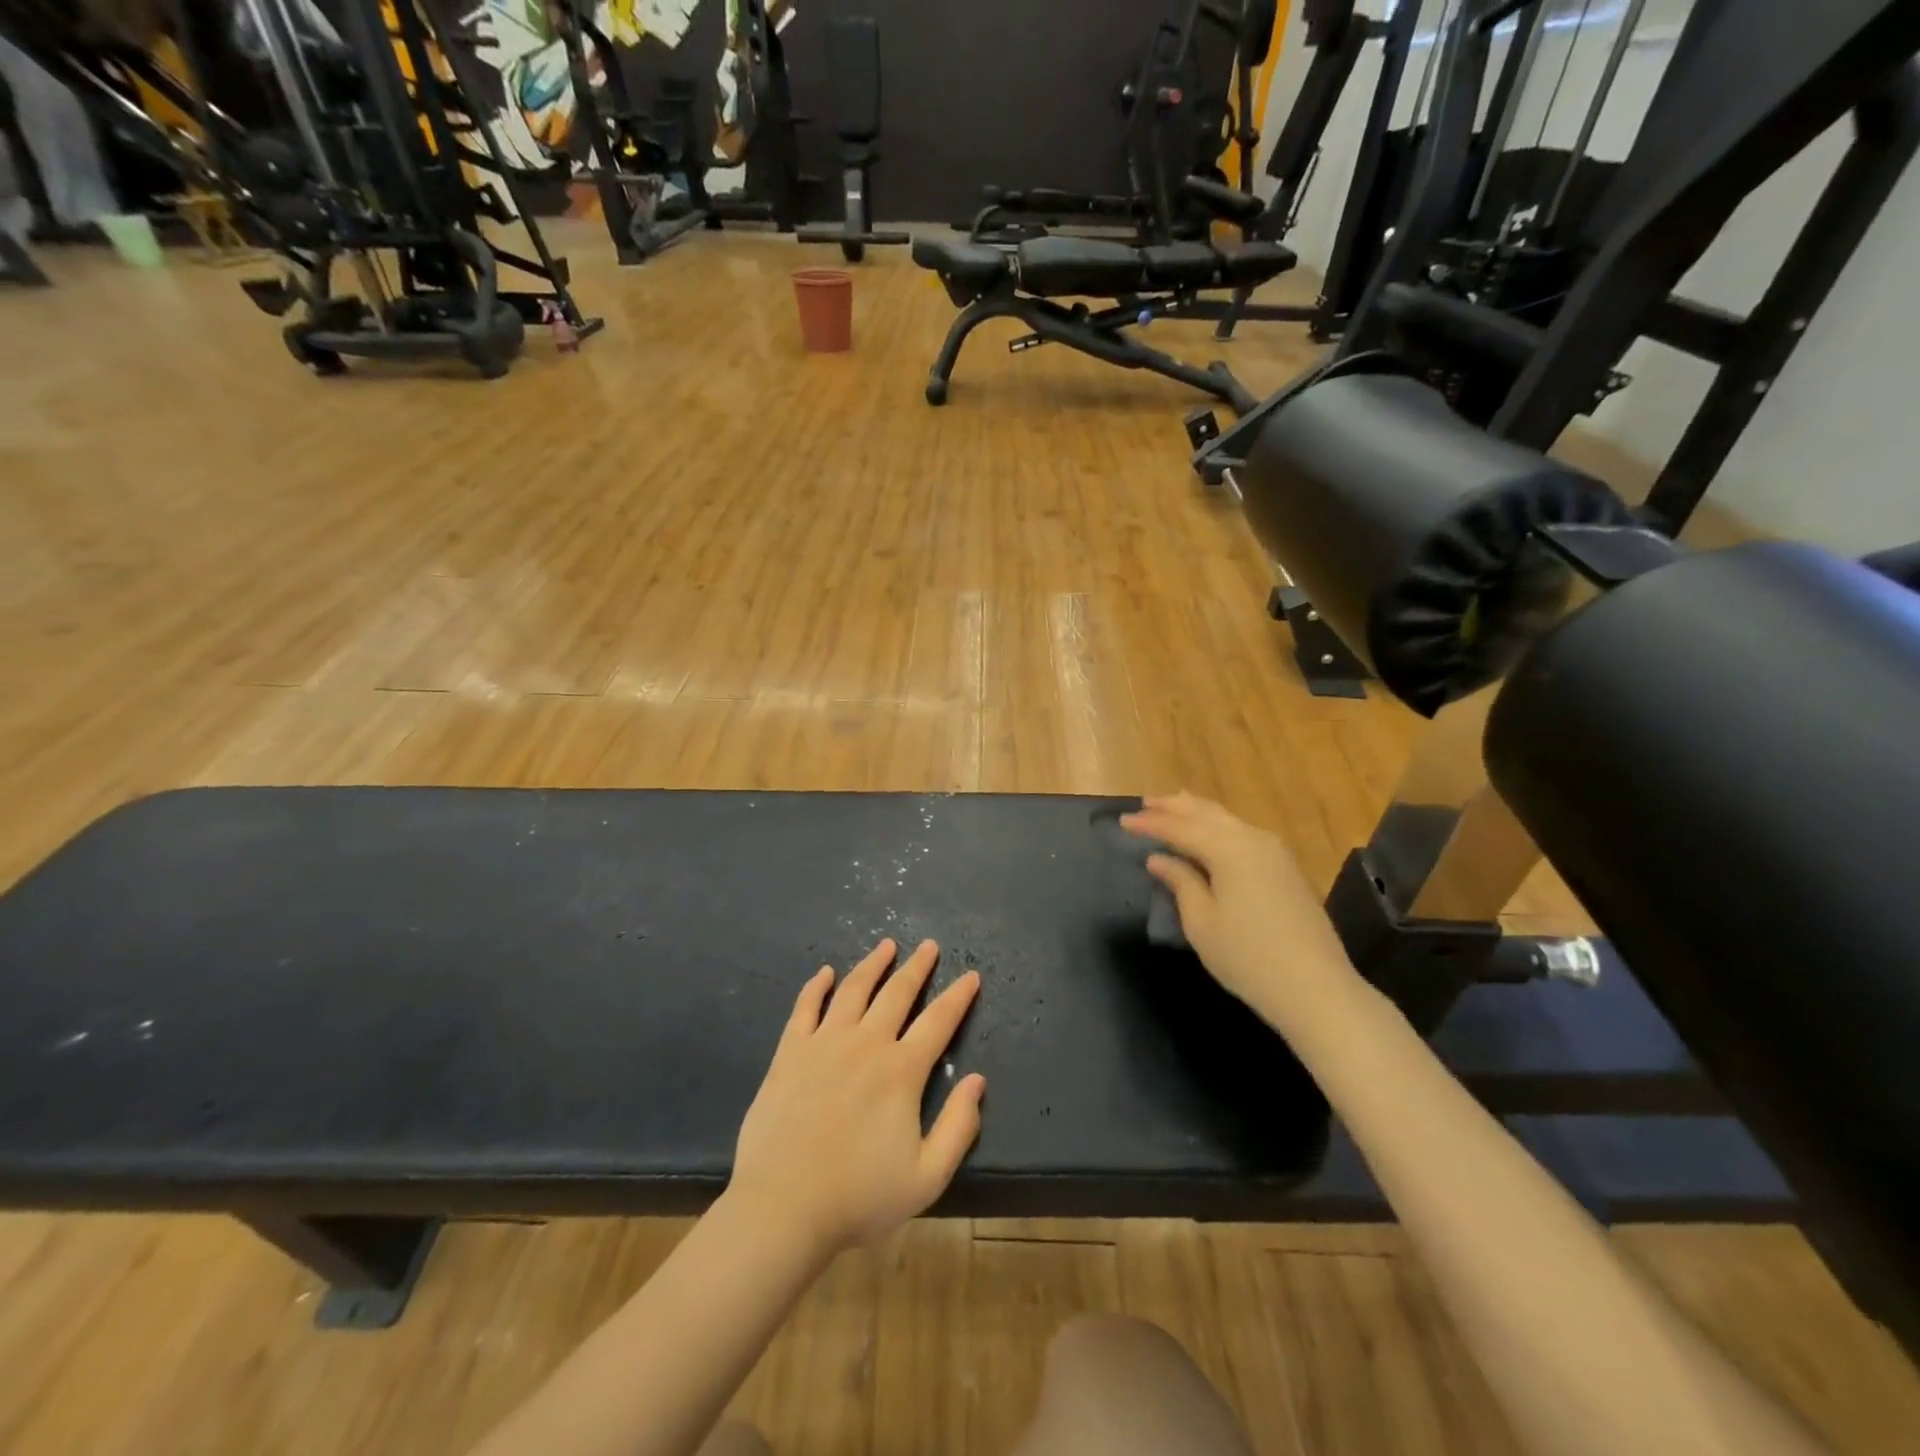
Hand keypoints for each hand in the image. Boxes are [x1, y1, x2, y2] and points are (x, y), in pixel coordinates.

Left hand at [729, 939, 985, 1258]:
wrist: (783, 1207)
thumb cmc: (859, 1197)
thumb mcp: (927, 1176)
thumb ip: (958, 1127)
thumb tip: (978, 1081)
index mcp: (901, 1071)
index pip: (938, 1021)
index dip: (958, 996)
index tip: (971, 975)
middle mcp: (866, 1044)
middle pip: (897, 993)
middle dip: (917, 967)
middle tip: (929, 946)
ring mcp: (824, 1043)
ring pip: (853, 990)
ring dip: (872, 964)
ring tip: (886, 945)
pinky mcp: (790, 1052)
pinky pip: (805, 1007)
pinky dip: (816, 986)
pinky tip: (824, 972)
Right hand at [1121, 793, 1363, 1039]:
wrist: (1315, 988)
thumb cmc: (1247, 957)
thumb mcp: (1201, 922)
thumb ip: (1180, 882)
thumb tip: (1159, 859)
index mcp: (1229, 849)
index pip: (1180, 828)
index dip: (1150, 824)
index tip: (1122, 821)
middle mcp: (1253, 839)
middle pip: (1206, 814)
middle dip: (1174, 807)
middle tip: (1145, 803)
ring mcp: (1275, 852)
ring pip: (1227, 820)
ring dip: (1197, 812)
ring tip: (1172, 807)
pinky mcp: (1286, 868)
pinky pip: (1243, 832)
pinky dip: (1218, 826)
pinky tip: (1208, 833)